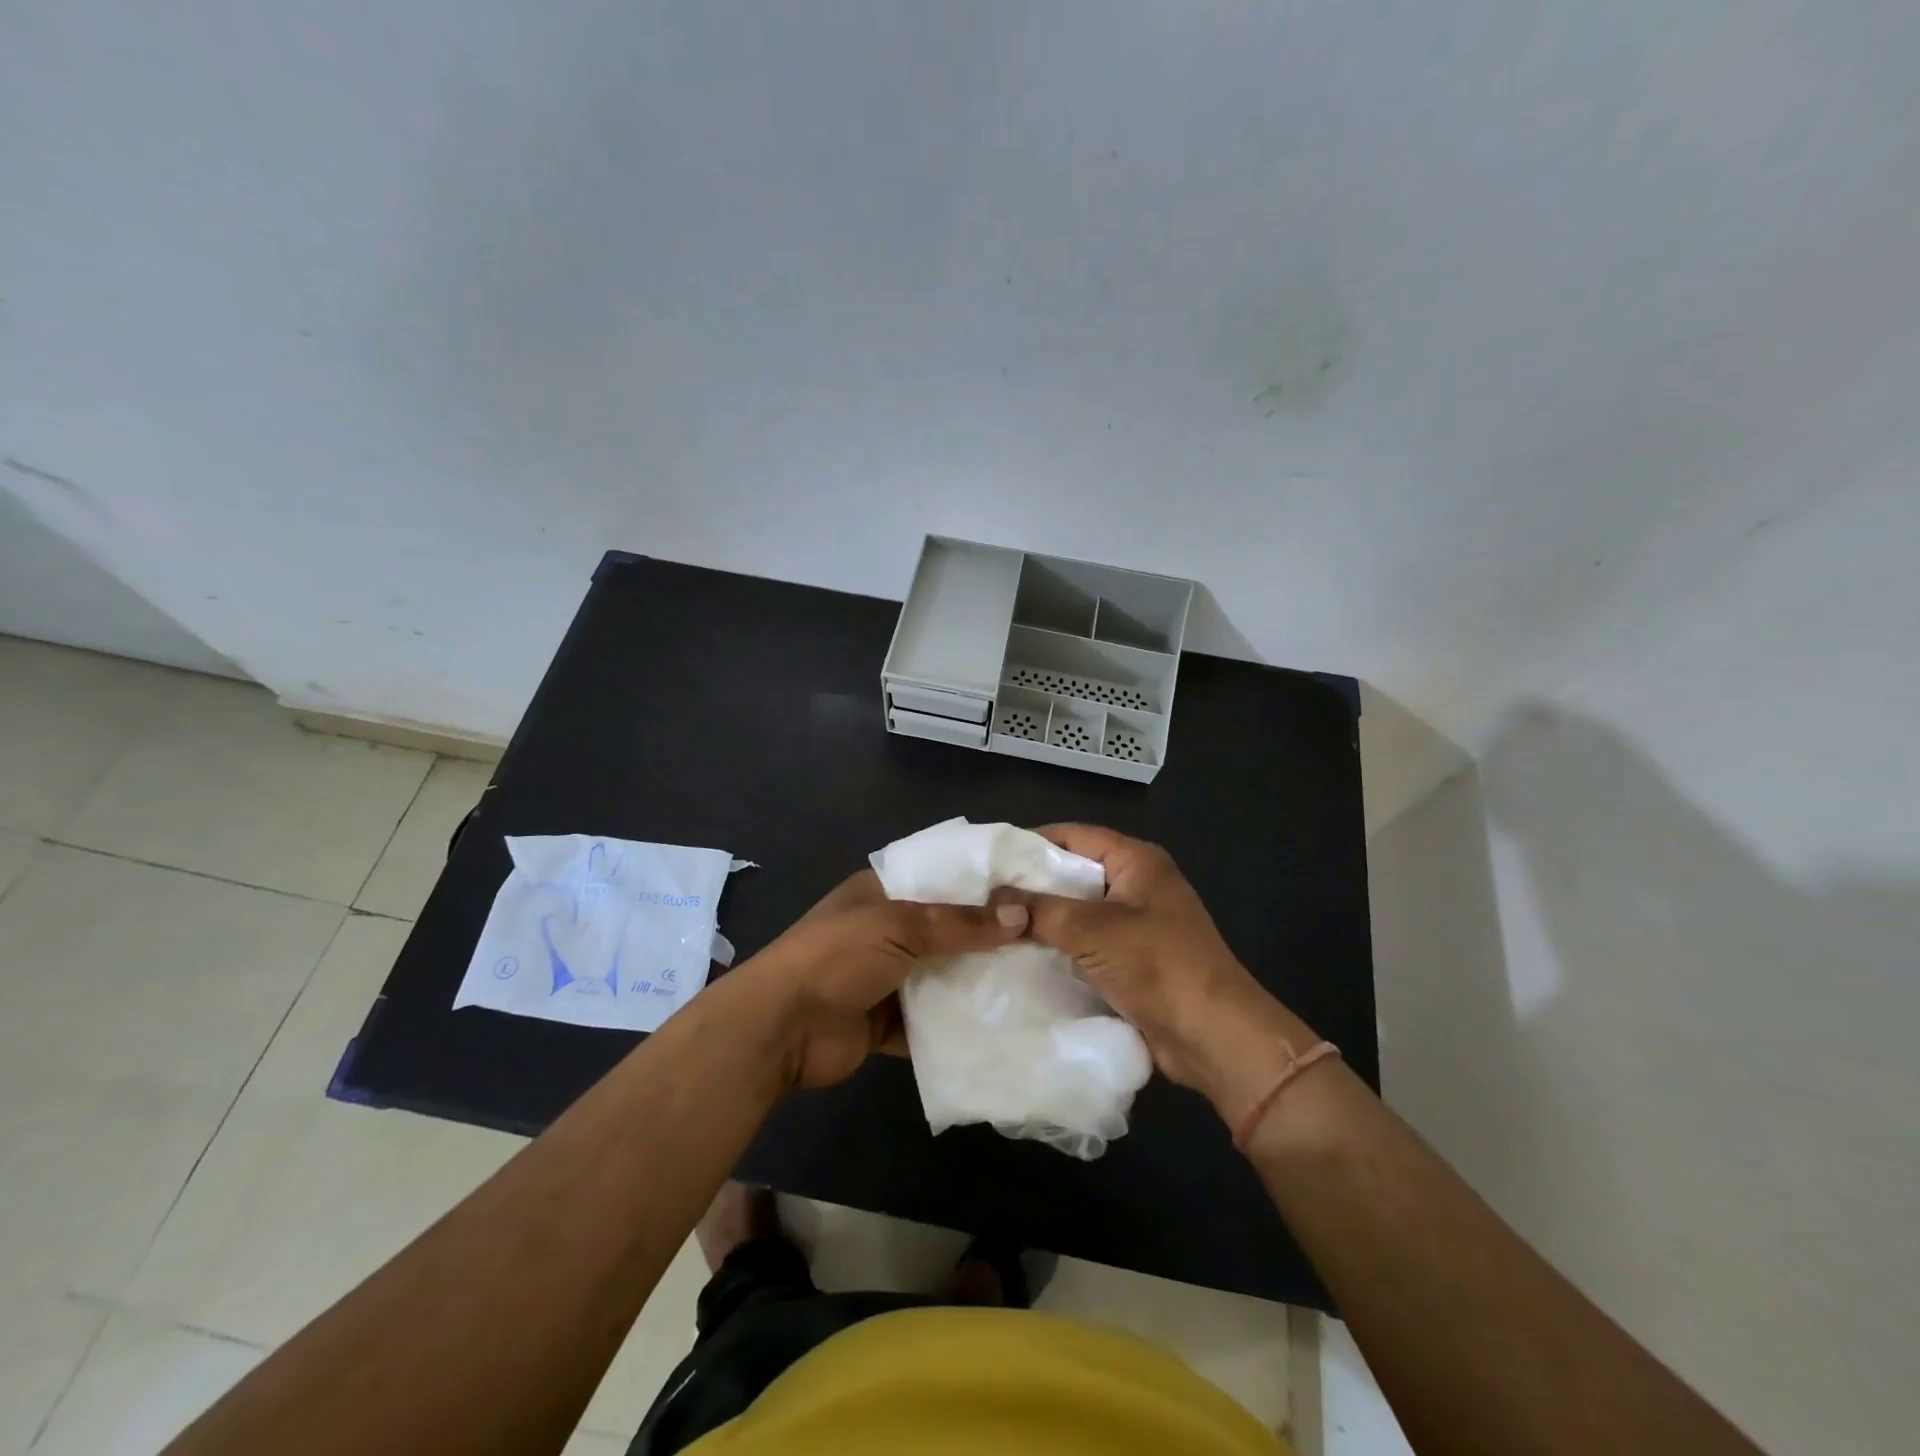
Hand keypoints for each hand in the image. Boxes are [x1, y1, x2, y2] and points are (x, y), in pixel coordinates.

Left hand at [744, 869, 1028, 1089]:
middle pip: (947, 928)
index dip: (982, 880)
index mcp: (883, 891)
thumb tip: (1022, 916)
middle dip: (988, 935)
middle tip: (1046, 937)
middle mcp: (887, 928)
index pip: (941, 876)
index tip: (1031, 885)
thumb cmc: (836, 957)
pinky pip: (932, 1020)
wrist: (781, 1028)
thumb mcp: (898, 926)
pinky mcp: (888, 1021)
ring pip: (943, 974)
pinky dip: (958, 1024)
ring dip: (977, 980)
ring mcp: (887, 976)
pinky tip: (1004, 1024)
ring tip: (1037, 979)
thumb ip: (960, 923)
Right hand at [1012, 825, 1317, 1123]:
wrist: (1213, 1037)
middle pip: (1073, 872)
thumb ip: (1040, 910)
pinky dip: (1057, 946)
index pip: (1073, 835)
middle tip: (984, 895)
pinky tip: (1021, 955)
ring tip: (993, 925)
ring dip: (1042, 919)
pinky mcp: (1132, 959)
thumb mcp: (1093, 930)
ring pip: (1077, 910)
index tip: (989, 859)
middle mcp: (1137, 884)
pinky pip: (1085, 942)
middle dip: (1031, 884)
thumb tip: (993, 899)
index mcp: (1137, 861)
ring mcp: (1136, 923)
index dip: (1030, 842)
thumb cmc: (1158, 965)